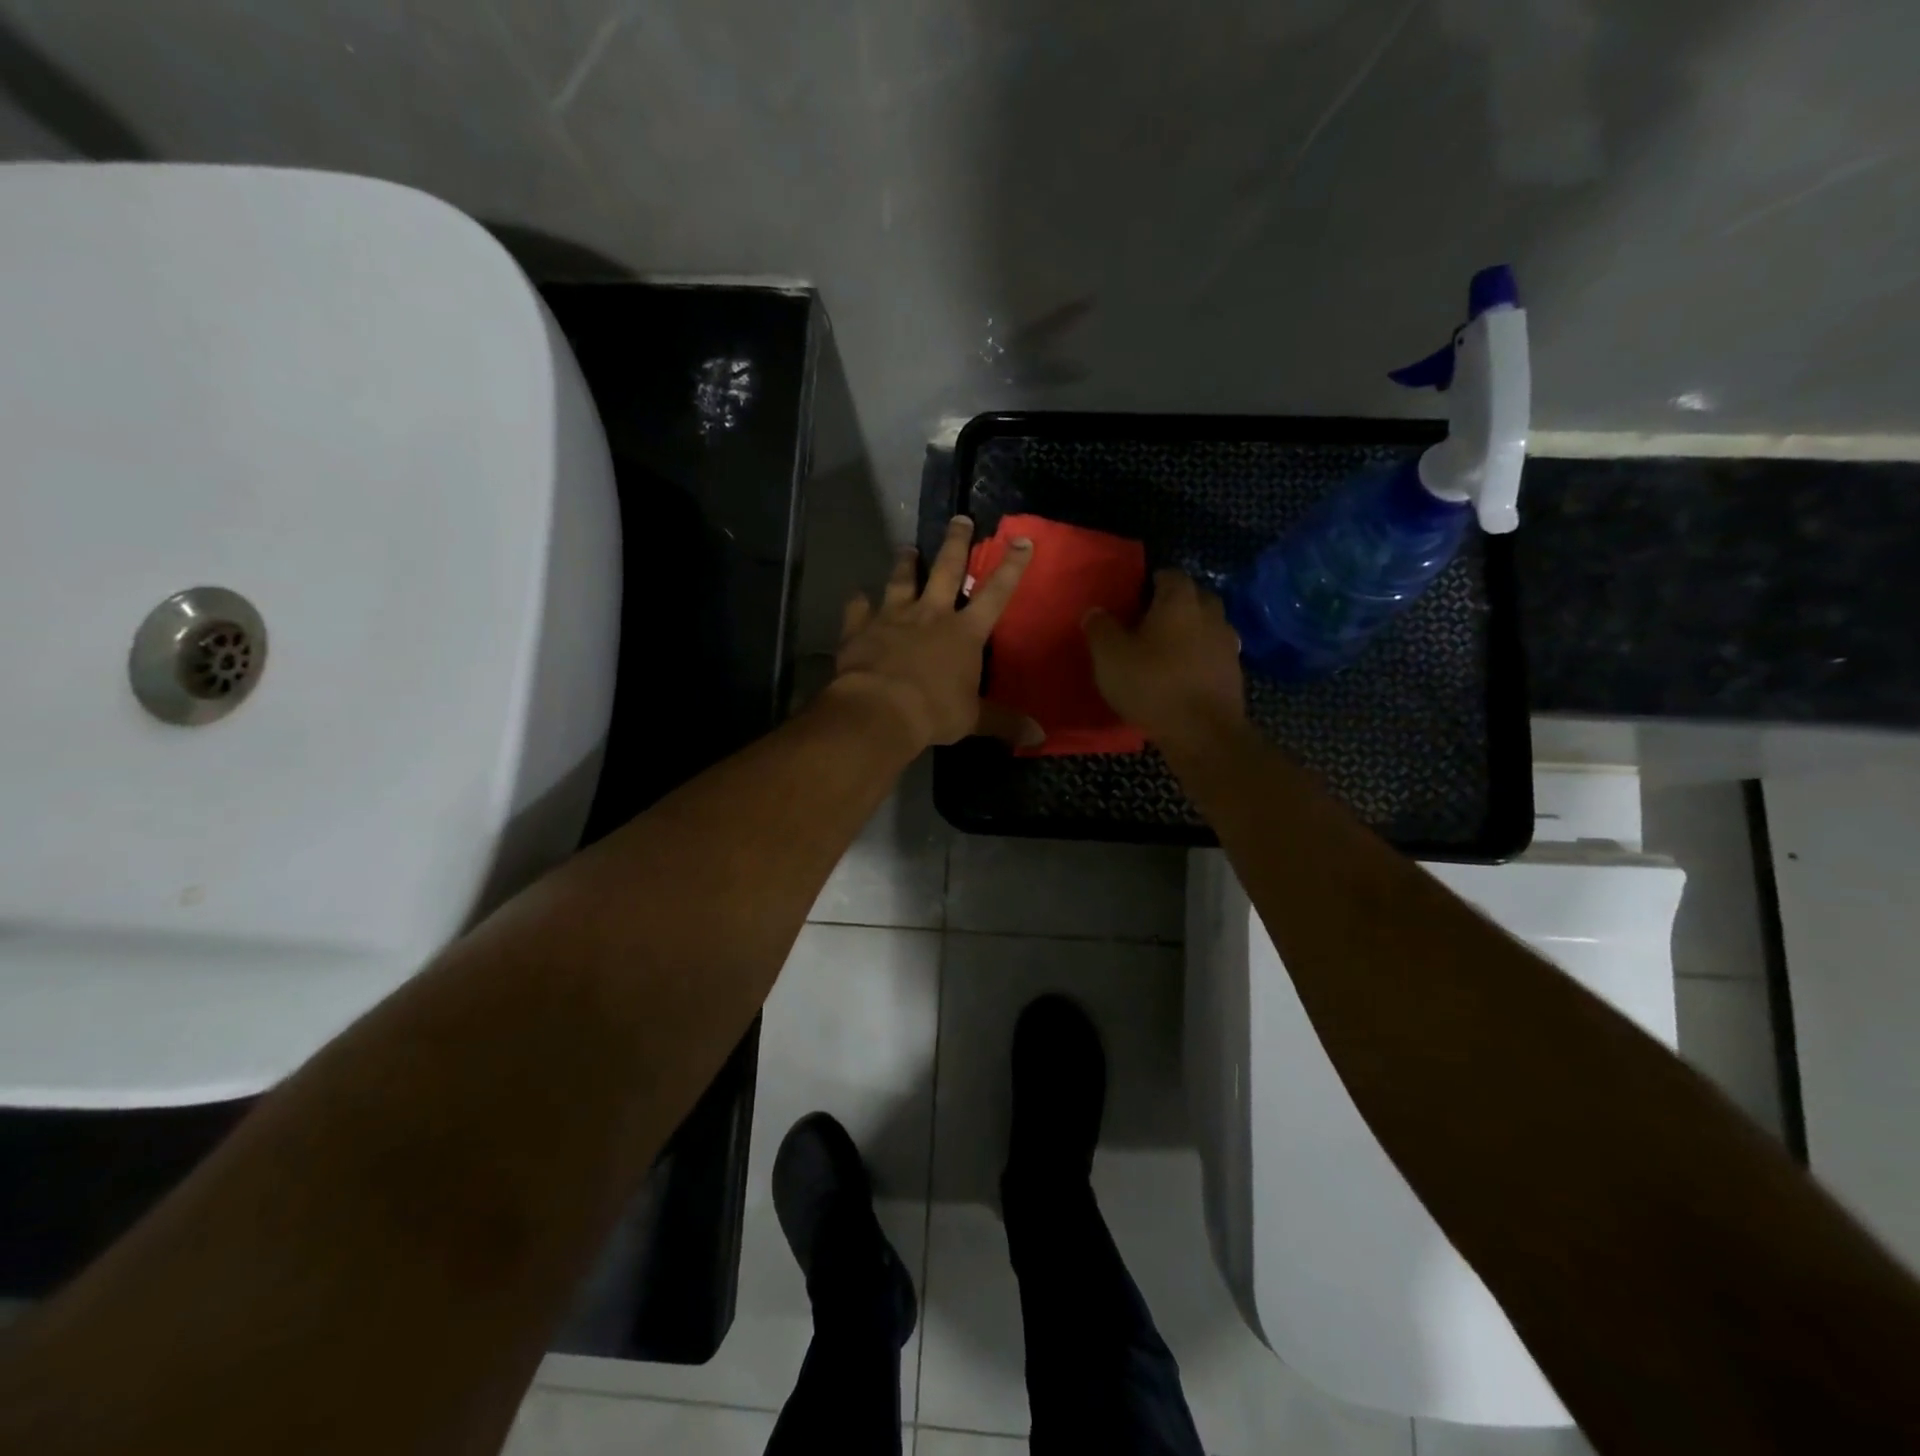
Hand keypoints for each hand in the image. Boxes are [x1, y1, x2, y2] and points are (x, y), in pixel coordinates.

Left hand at [826, 515, 1042, 752]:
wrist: (879, 710)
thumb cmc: (933, 711)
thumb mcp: (973, 719)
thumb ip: (1004, 722)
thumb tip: (1040, 737)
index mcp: (964, 633)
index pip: (996, 594)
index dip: (1011, 567)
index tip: (1021, 540)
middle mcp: (930, 615)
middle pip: (946, 570)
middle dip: (956, 543)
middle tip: (959, 519)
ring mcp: (893, 617)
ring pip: (901, 581)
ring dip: (905, 564)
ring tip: (907, 547)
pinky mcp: (860, 629)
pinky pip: (858, 609)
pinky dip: (857, 602)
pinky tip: (856, 595)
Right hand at [1083, 569, 1245, 745]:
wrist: (1202, 733)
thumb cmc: (1152, 685)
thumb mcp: (1109, 656)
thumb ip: (1100, 628)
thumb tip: (1096, 611)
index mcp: (1180, 600)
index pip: (1169, 575)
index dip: (1150, 583)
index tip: (1133, 598)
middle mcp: (1210, 613)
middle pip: (1193, 597)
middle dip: (1173, 605)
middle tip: (1146, 622)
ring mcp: (1227, 644)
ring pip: (1206, 627)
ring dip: (1188, 633)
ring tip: (1163, 651)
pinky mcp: (1234, 673)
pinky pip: (1212, 655)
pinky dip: (1198, 659)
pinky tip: (1181, 676)